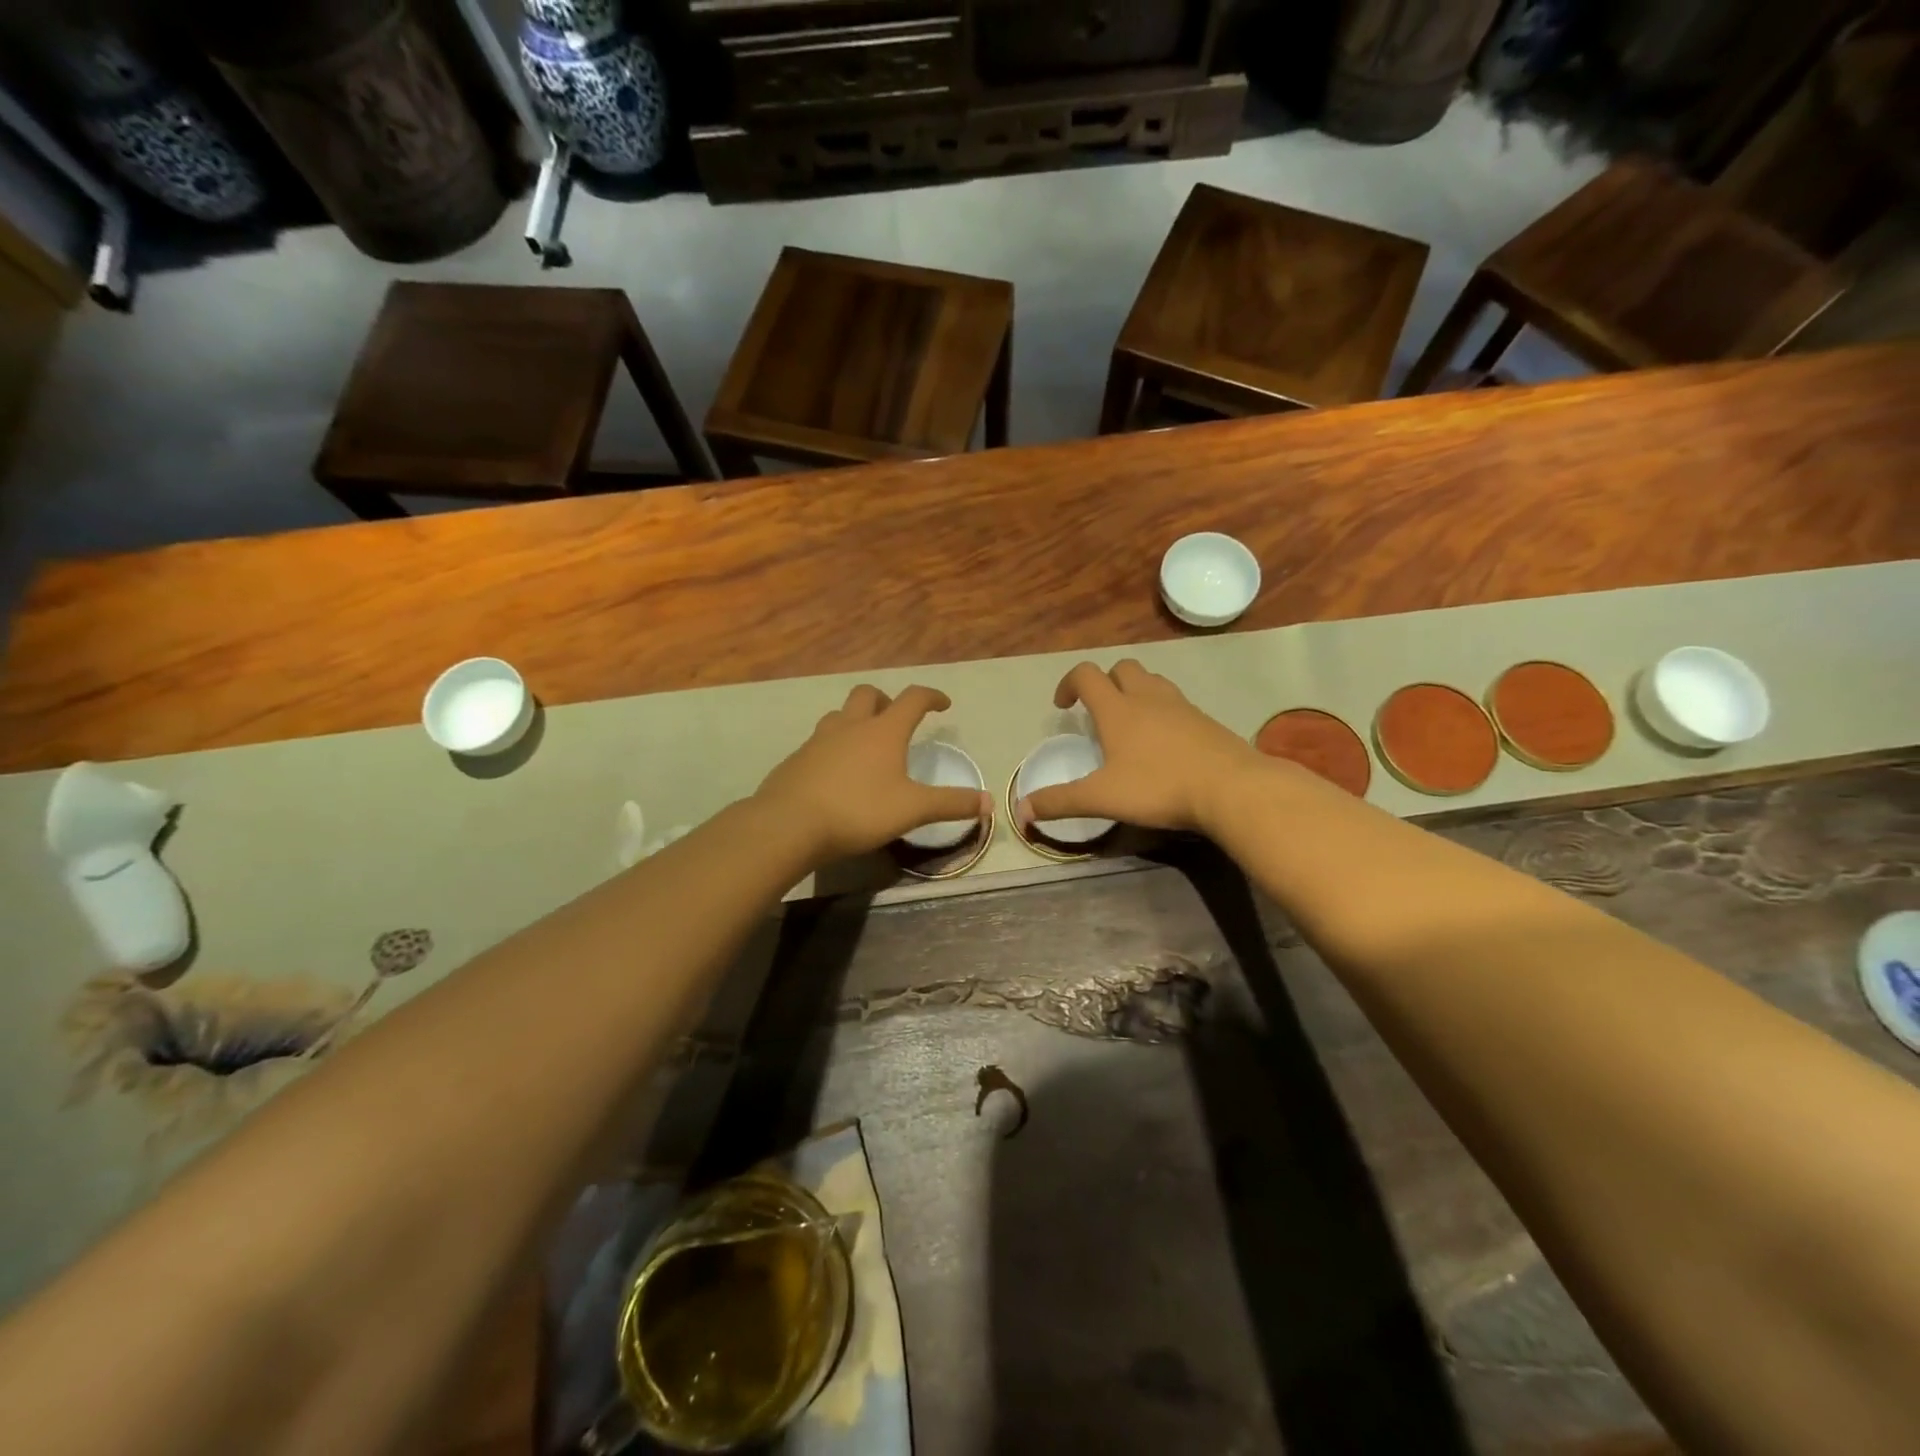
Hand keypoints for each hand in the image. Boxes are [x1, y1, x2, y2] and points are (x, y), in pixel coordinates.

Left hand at [755, 684, 991, 862]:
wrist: (789, 824)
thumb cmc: (858, 811)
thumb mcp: (912, 810)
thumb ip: (951, 804)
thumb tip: (989, 802)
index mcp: (883, 731)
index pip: (913, 698)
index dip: (931, 696)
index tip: (943, 704)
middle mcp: (850, 726)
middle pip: (868, 694)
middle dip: (886, 700)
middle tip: (896, 720)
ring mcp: (818, 740)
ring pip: (839, 715)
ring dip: (855, 720)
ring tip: (865, 744)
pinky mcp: (796, 760)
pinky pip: (819, 742)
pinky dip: (833, 747)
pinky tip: (835, 773)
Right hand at [1017, 660, 1264, 833]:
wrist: (1231, 788)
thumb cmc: (1159, 787)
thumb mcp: (1102, 798)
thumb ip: (1060, 802)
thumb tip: (1021, 811)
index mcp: (1117, 709)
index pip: (1086, 675)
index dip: (1068, 683)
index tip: (1062, 707)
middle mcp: (1148, 698)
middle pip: (1122, 668)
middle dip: (1104, 682)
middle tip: (1098, 713)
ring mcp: (1181, 706)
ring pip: (1152, 681)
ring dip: (1135, 692)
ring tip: (1130, 724)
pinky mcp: (1206, 720)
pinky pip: (1176, 702)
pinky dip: (1162, 711)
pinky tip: (1164, 743)